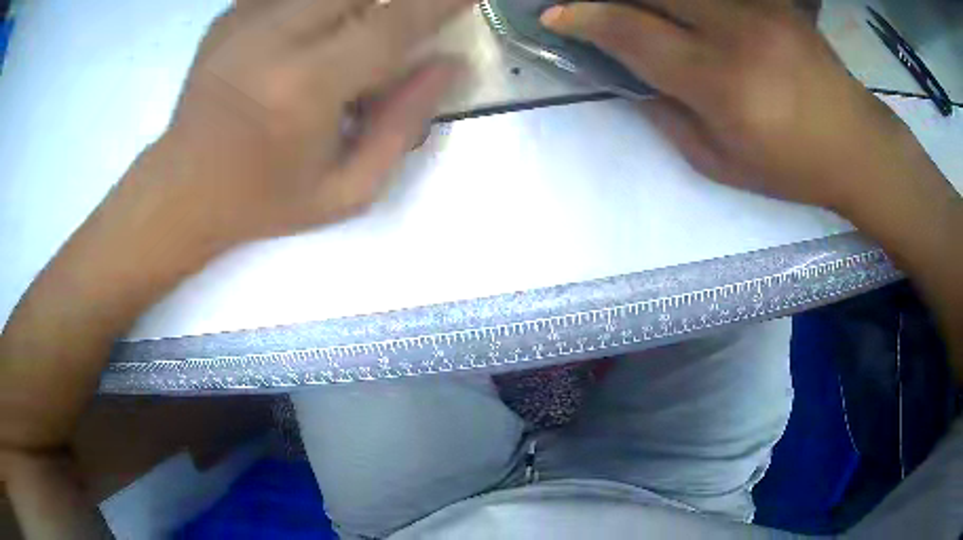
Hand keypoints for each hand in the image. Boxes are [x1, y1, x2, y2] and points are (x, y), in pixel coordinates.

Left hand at [137, 0, 471, 251]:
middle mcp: (276, 37)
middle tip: (398, 27)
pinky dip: (316, 7)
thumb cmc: (263, 199)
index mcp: (308, 86)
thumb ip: (404, 126)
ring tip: (348, 46)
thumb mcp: (346, 190)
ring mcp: (245, 20)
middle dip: (393, 3)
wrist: (181, 190)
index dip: (440, 3)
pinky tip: (311, 35)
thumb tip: (448, 66)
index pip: (395, 23)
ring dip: (354, 6)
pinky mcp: (228, 15)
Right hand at [541, 0, 920, 213]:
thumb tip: (632, 77)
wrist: (856, 143)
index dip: (585, 18)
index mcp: (721, 84)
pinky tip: (684, 11)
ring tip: (641, 12)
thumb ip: (668, 116)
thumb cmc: (792, 166)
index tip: (555, 15)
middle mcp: (736, 32)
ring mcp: (759, 7)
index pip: (633, 33)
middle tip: (592, 5)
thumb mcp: (721, 163)